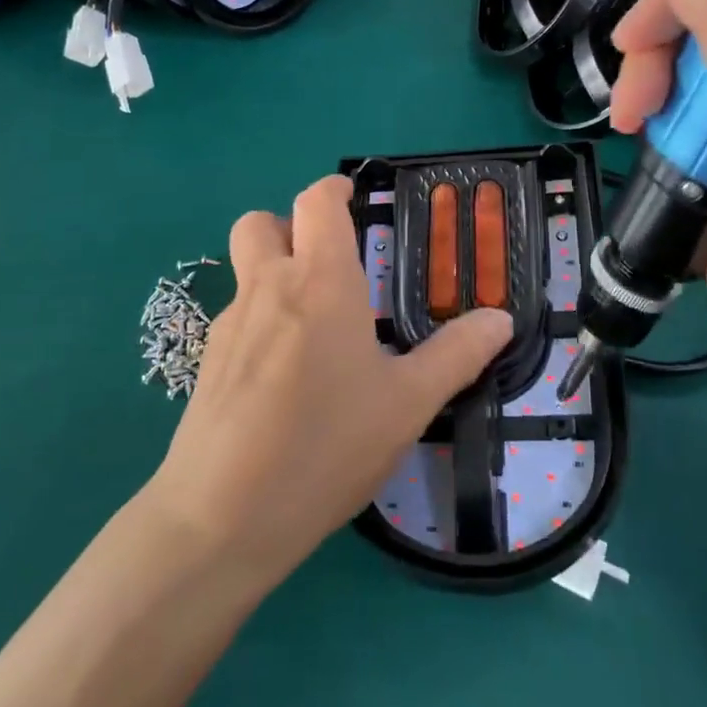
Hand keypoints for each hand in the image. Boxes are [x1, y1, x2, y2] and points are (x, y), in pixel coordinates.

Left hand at [149, 175, 512, 585]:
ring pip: (245, 270)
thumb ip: (456, 355)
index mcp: (319, 281)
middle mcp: (267, 287)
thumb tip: (501, 319)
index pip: (316, 201)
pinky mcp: (206, 362)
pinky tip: (283, 377)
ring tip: (314, 325)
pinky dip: (260, 321)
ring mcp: (229, 324)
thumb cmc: (325, 446)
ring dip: (274, 272)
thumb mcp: (407, 404)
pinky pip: (236, 318)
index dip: (334, 189)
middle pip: (262, 222)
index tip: (354, 199)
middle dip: (291, 226)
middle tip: (329, 262)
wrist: (220, 517)